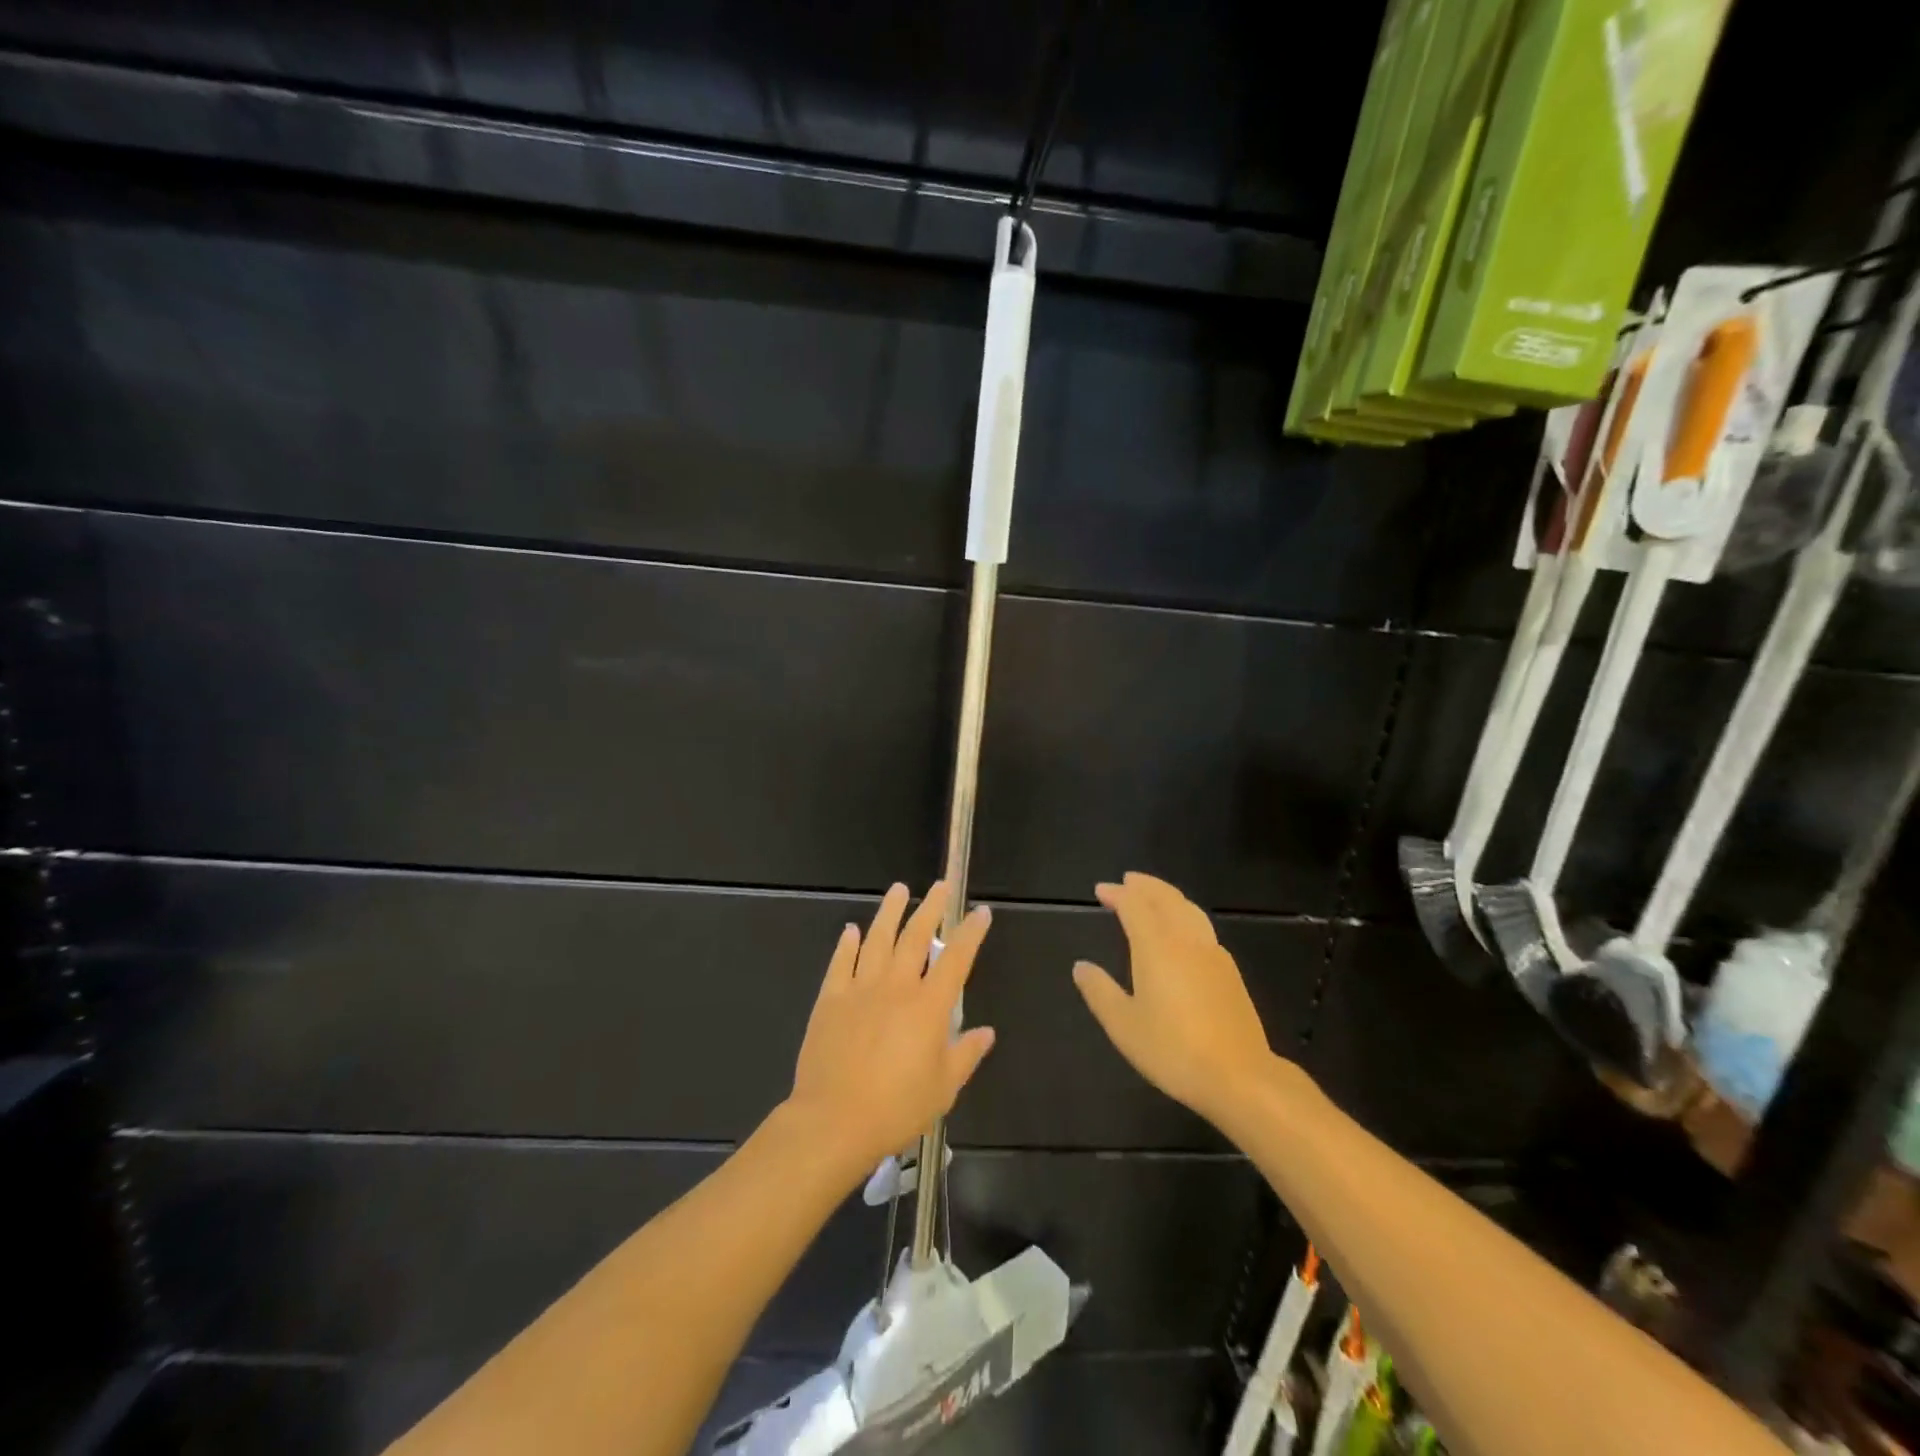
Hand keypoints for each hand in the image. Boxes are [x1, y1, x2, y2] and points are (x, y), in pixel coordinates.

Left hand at [785, 882, 994, 1184]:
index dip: (971, 932)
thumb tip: (986, 1032)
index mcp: (928, 1006)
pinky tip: (851, 930)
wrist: (834, 1120)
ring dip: (889, 912)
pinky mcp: (830, 999)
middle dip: (930, 908)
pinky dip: (847, 944)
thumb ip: (966, 1054)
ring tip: (899, 889)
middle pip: (916, 937)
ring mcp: (860, 989)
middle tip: (939, 887)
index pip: (956, 958)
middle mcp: (896, 986)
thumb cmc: (897, 1108)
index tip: (980, 911)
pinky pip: (840, 963)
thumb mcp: (944, 1088)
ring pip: (877, 939)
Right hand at [1073, 872, 1273, 1129]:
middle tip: (1127, 881)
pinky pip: (1202, 926)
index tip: (1101, 890)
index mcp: (1156, 947)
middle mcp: (1186, 940)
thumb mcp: (1123, 1025)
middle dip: (1145, 886)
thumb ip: (1100, 991)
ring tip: (1154, 895)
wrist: (1239, 1076)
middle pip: (1166, 898)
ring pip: (1189, 909)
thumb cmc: (1173, 1050)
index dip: (1117, 894)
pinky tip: (1183, 930)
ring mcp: (1212, 953)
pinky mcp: (1229, 971)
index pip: (1135, 906)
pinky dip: (1185, 914)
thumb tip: (1081, 966)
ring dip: (1167, 895)